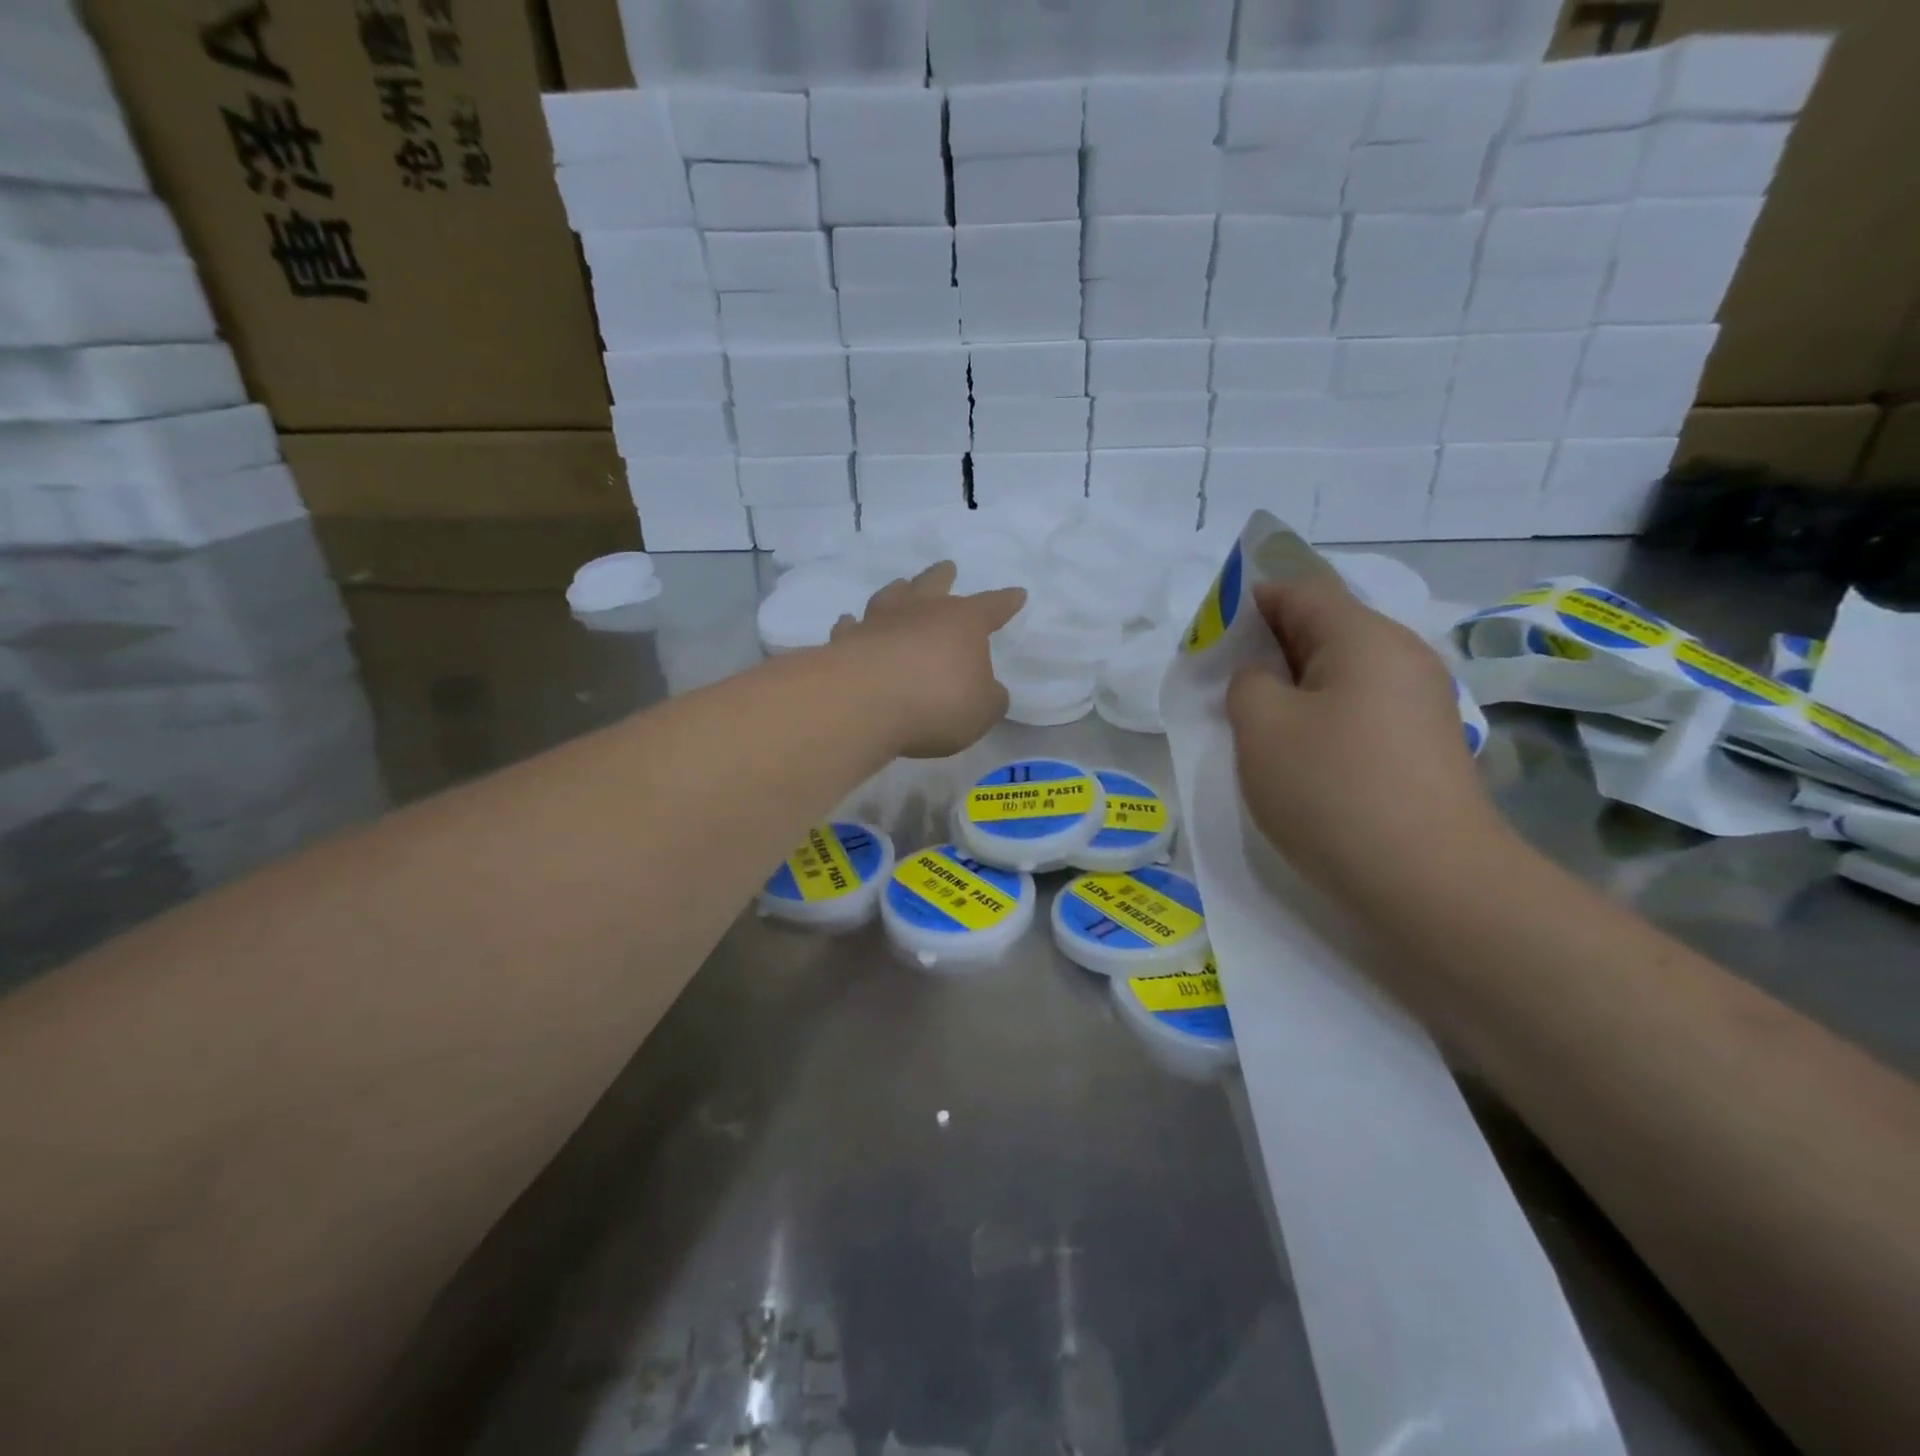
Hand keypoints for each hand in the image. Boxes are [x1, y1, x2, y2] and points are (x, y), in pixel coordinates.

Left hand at [831, 562, 1025, 758]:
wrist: (865, 703)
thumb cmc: (937, 703)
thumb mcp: (982, 710)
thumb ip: (989, 698)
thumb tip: (987, 690)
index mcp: (963, 623)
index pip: (992, 607)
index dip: (1006, 602)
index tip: (1017, 594)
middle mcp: (921, 612)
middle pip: (935, 584)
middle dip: (944, 576)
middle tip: (947, 567)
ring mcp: (880, 622)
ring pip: (891, 596)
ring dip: (898, 591)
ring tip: (900, 587)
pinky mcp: (847, 641)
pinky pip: (851, 627)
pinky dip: (852, 625)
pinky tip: (849, 623)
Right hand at [1226, 574, 1507, 912]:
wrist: (1429, 881)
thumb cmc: (1333, 789)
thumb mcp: (1261, 726)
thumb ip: (1246, 683)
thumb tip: (1263, 680)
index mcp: (1364, 637)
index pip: (1299, 592)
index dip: (1249, 603)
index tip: (1210, 637)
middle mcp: (1403, 657)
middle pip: (1325, 629)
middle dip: (1268, 647)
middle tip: (1224, 683)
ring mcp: (1421, 703)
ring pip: (1342, 673)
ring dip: (1294, 686)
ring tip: (1255, 722)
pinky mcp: (1425, 745)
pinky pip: (1361, 708)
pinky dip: (1322, 716)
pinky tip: (1299, 754)